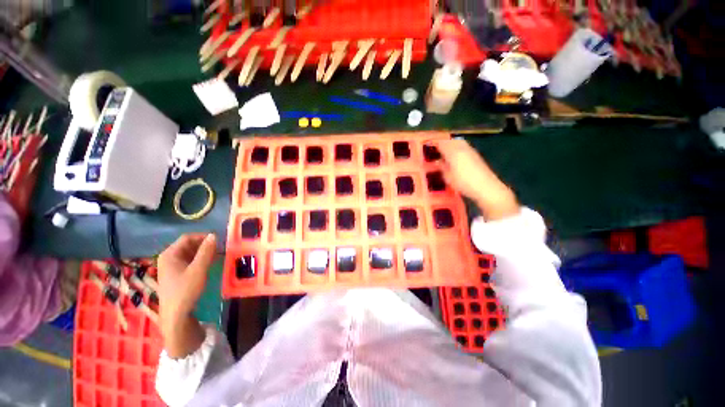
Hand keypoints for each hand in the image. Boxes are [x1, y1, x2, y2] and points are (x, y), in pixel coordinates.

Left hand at [157, 233, 216, 357]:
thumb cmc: (185, 290)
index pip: (188, 237)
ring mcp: (171, 266)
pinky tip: (209, 263)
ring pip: (189, 253)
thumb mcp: (198, 269)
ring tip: (217, 255)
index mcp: (170, 254)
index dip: (203, 237)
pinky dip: (200, 260)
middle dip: (204, 245)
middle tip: (220, 248)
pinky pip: (189, 261)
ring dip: (203, 252)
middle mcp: (168, 258)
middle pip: (188, 245)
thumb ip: (206, 251)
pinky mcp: (176, 274)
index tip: (219, 240)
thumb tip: (214, 235)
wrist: (176, 315)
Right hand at [435, 139, 519, 220]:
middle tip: (434, 148)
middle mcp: (462, 148)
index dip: (433, 143)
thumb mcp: (448, 177)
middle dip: (442, 142)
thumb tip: (437, 161)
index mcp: (453, 152)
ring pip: (457, 142)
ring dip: (450, 144)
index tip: (426, 145)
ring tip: (443, 152)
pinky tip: (454, 156)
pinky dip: (456, 148)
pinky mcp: (476, 155)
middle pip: (450, 140)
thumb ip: (442, 167)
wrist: (486, 187)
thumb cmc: (464, 183)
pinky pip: (463, 147)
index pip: (441, 143)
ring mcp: (470, 150)